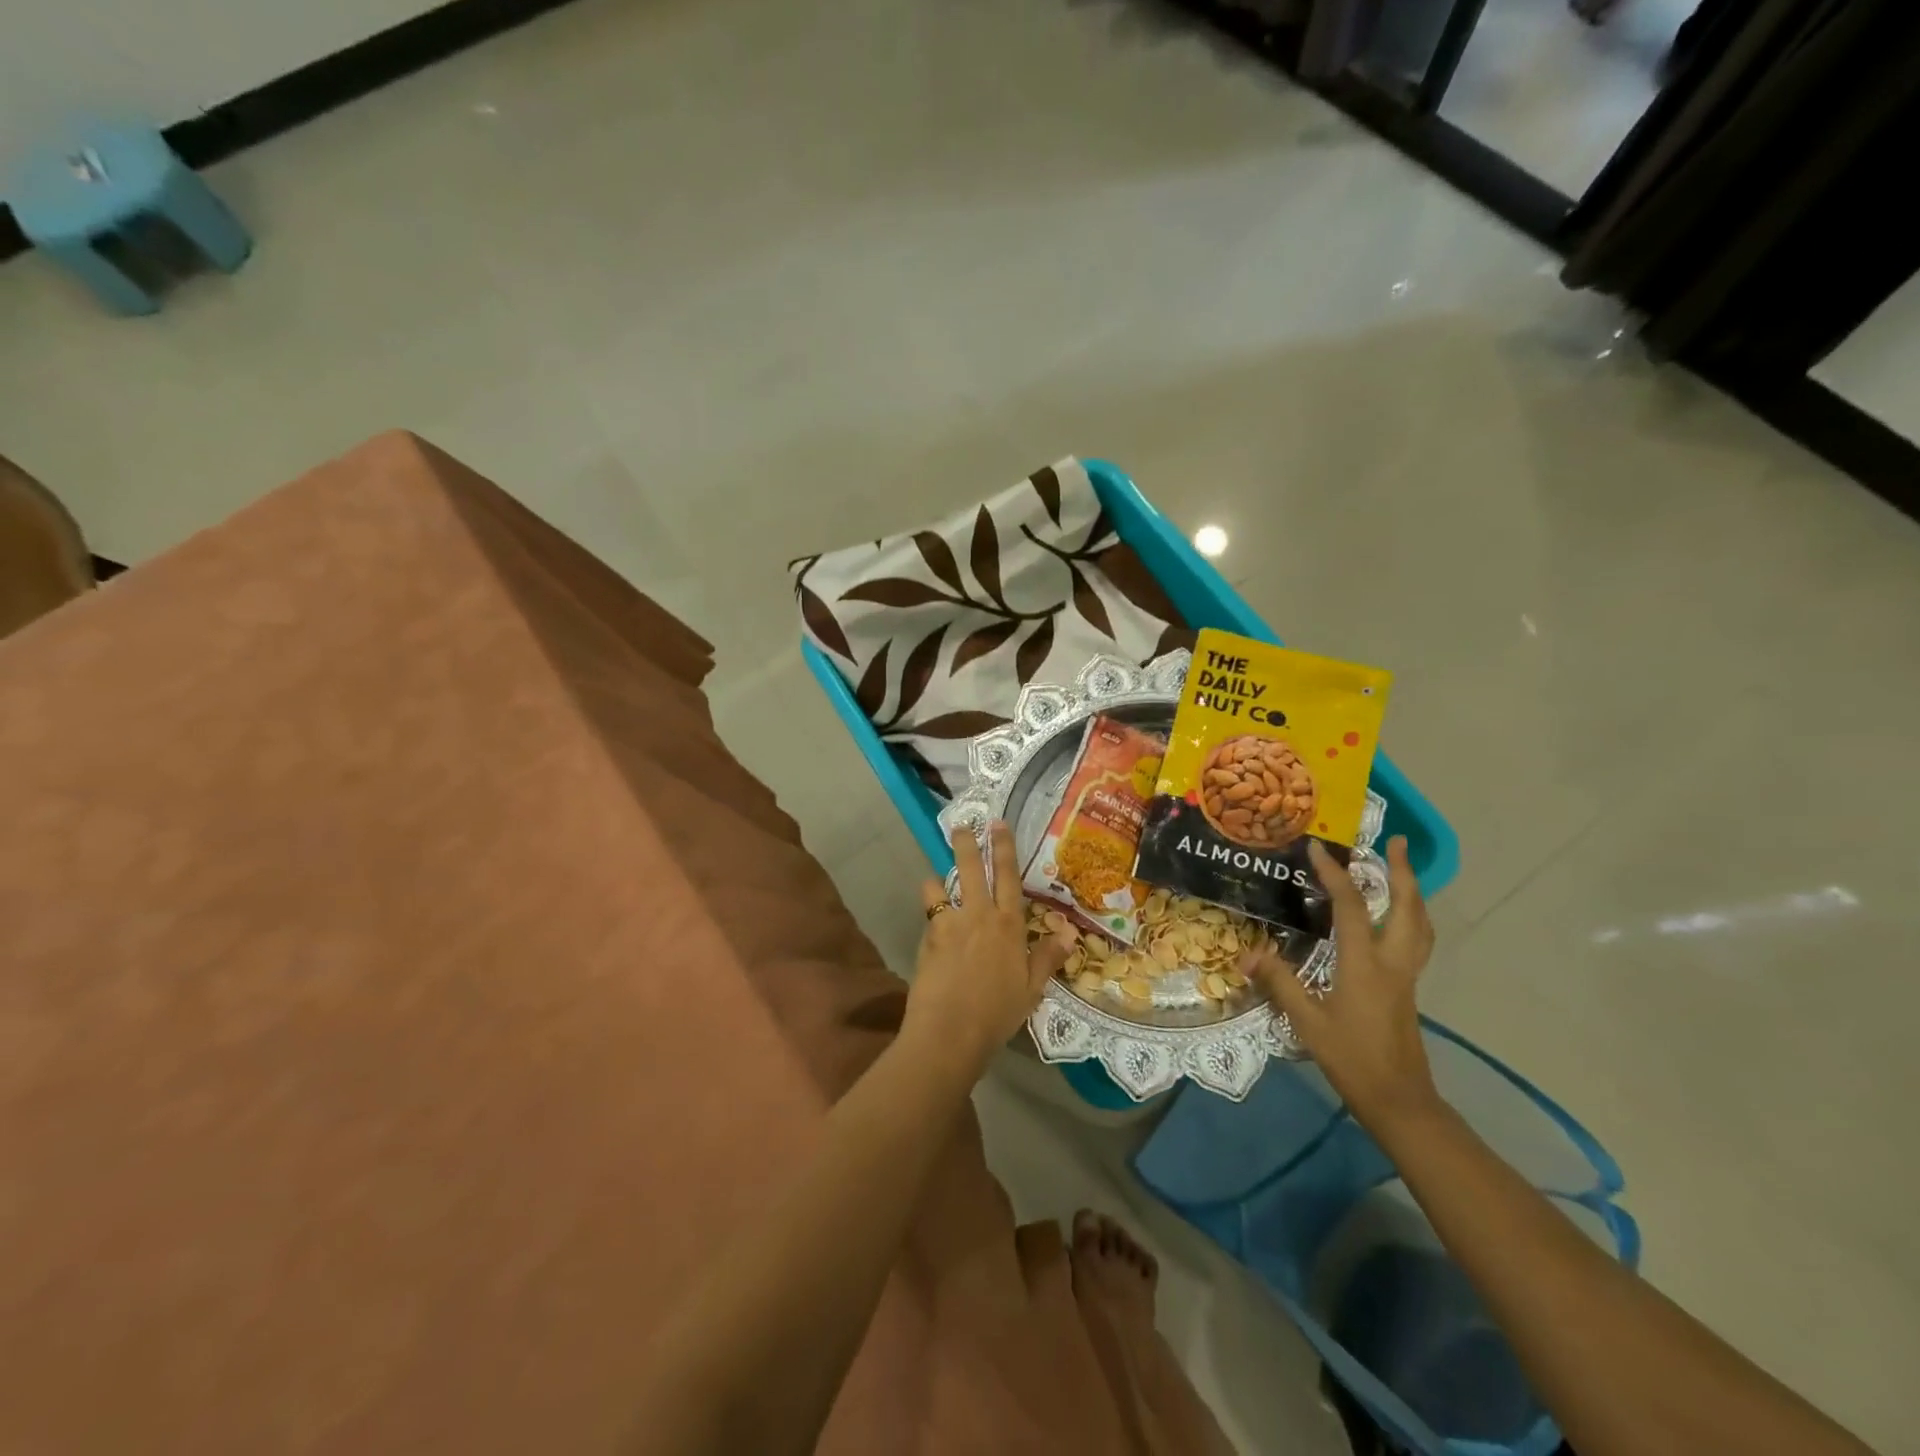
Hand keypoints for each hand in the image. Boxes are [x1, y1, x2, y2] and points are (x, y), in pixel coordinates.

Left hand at [904, 822, 1072, 1075]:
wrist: (950, 1033)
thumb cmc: (997, 1014)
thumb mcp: (1030, 990)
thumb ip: (1047, 957)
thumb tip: (1070, 932)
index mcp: (1008, 925)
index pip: (1008, 876)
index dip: (1003, 848)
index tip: (997, 824)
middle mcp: (979, 916)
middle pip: (971, 868)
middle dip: (966, 843)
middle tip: (961, 826)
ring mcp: (949, 925)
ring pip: (940, 887)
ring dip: (937, 880)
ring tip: (935, 882)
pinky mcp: (927, 939)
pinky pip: (928, 915)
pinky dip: (931, 914)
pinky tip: (932, 924)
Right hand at [1246, 836, 1438, 1130]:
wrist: (1400, 1100)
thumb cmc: (1352, 1059)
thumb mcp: (1307, 1022)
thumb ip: (1280, 983)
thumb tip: (1246, 954)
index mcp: (1366, 965)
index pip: (1351, 907)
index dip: (1334, 875)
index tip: (1317, 849)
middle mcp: (1392, 962)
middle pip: (1407, 907)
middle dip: (1402, 872)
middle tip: (1394, 842)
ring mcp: (1406, 975)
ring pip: (1419, 923)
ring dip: (1412, 891)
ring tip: (1401, 869)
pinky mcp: (1407, 987)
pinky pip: (1415, 938)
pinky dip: (1408, 915)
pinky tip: (1394, 916)